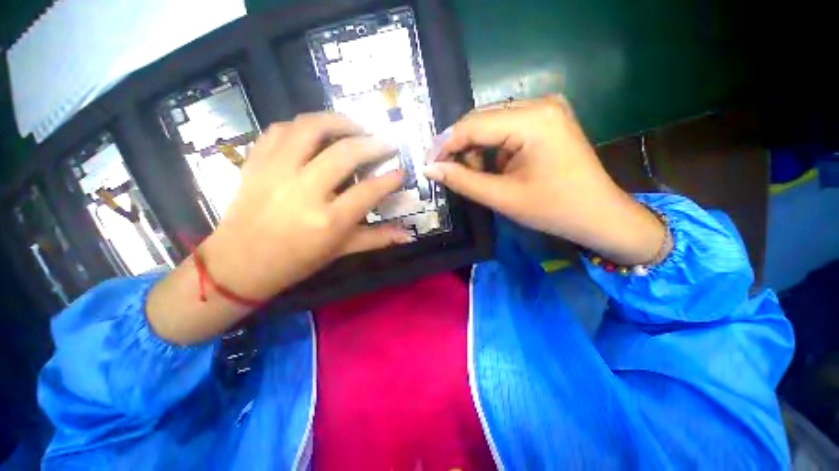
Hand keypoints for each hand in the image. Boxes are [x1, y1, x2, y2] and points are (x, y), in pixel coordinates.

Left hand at [148, 113, 411, 343]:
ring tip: (356, 126)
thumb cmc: (296, 262)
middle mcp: (304, 191)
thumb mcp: (341, 252)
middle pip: (345, 153)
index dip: (390, 180)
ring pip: (310, 129)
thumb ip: (377, 239)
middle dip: (372, 144)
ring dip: (339, 122)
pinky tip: (317, 131)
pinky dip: (303, 125)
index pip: (368, 191)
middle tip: (385, 144)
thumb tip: (408, 235)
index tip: (401, 172)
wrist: (240, 263)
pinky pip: (280, 130)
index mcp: (328, 221)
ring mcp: (276, 172)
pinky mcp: (256, 163)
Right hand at [424, 96, 665, 264]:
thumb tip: (429, 169)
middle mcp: (539, 103)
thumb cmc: (553, 209)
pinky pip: (506, 129)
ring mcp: (545, 109)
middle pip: (481, 120)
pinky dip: (492, 149)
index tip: (428, 165)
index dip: (445, 145)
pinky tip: (494, 169)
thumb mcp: (502, 197)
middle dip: (460, 148)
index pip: (472, 125)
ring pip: (491, 125)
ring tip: (476, 176)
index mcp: (532, 119)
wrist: (599, 215)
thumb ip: (462, 180)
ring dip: (476, 150)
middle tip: (447, 173)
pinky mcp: (546, 121)